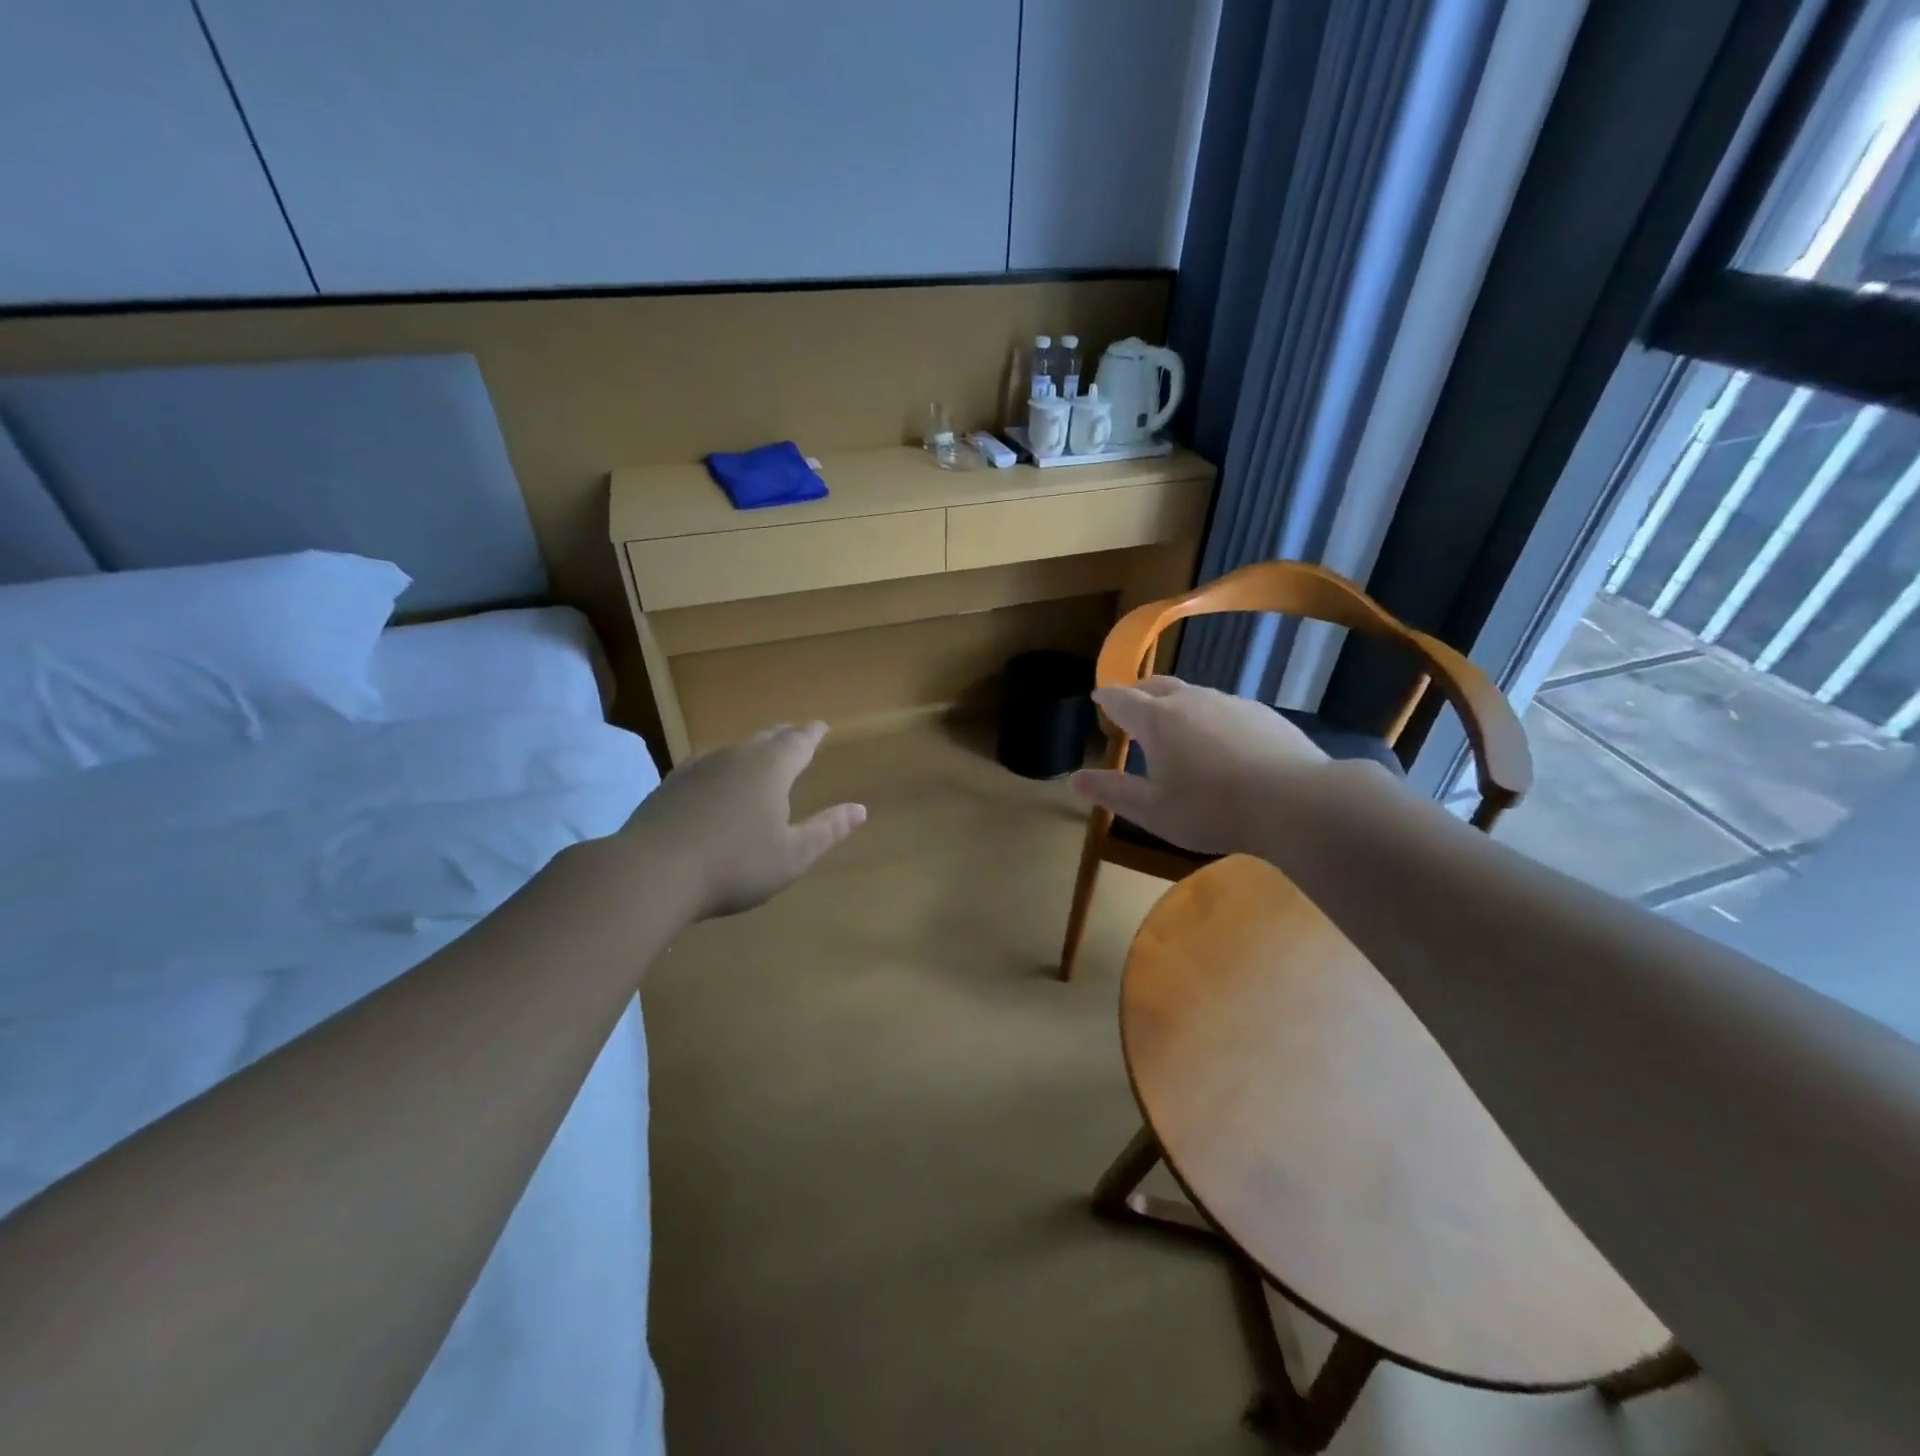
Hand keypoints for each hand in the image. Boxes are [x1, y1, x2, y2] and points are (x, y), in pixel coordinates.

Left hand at [619, 722, 864, 918]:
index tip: (821, 726)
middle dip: (784, 736)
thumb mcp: (792, 855)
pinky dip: (721, 768)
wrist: (651, 872)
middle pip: (766, 738)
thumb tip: (860, 809)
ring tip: (759, 756)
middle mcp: (735, 757)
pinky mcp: (670, 785)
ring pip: (733, 749)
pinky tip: (715, 780)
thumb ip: (827, 830)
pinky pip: (706, 765)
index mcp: (770, 768)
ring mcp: (698, 767)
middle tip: (795, 734)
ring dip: (751, 750)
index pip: (798, 741)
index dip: (812, 734)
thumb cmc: (734, 865)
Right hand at [1069, 677, 1328, 856]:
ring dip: (1176, 702)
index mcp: (1157, 720)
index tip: (1098, 697)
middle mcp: (1190, 700)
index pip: (1121, 699)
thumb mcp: (1152, 810)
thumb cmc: (1212, 809)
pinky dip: (1210, 716)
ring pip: (1193, 693)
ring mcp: (1230, 702)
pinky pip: (1224, 707)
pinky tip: (1221, 740)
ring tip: (1175, 723)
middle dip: (1139, 692)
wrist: (1295, 802)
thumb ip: (1112, 792)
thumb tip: (1074, 779)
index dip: (1106, 698)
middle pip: (1157, 685)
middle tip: (1131, 703)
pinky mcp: (1262, 713)